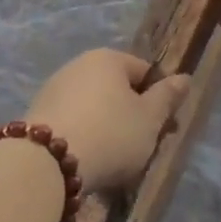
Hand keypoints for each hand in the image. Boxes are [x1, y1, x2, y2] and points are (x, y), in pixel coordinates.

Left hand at [26, 49, 190, 192]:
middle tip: (142, 147)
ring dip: (107, 129)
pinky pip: (73, 123)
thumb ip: (167, 97)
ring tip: (114, 161)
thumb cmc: (110, 134)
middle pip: (117, 90)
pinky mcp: (37, 115)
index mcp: (107, 58)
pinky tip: (88, 161)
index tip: (164, 129)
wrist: (47, 163)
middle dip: (132, 116)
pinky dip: (84, 138)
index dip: (159, 99)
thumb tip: (183, 77)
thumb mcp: (149, 119)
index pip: (144, 72)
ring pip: (94, 108)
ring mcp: (53, 89)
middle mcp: (77, 66)